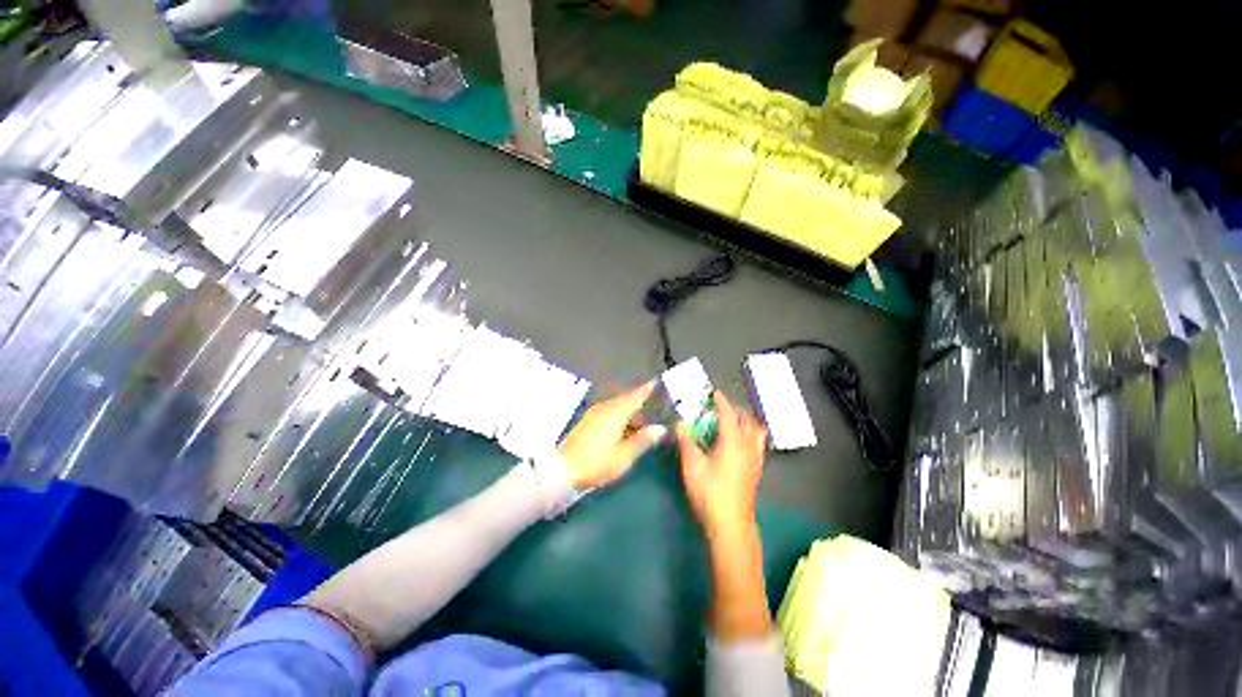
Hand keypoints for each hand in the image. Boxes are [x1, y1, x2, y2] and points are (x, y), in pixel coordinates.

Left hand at [558, 382, 665, 489]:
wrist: (563, 470)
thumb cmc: (597, 463)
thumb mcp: (624, 456)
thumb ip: (642, 440)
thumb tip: (660, 428)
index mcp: (615, 413)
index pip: (634, 397)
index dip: (645, 390)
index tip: (655, 382)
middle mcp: (605, 408)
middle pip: (625, 400)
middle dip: (638, 403)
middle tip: (652, 409)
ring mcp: (594, 414)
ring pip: (616, 406)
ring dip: (628, 412)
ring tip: (640, 423)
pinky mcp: (587, 421)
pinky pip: (608, 412)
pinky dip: (618, 416)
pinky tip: (622, 428)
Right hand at [676, 391, 767, 537]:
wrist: (732, 524)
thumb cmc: (710, 492)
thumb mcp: (693, 465)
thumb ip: (686, 441)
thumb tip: (680, 424)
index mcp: (733, 441)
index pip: (729, 414)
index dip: (721, 401)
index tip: (715, 393)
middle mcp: (748, 446)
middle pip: (748, 420)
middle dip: (736, 410)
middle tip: (720, 408)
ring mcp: (756, 459)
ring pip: (756, 432)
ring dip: (745, 422)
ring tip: (731, 423)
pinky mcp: (757, 470)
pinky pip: (757, 444)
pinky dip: (749, 435)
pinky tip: (736, 444)